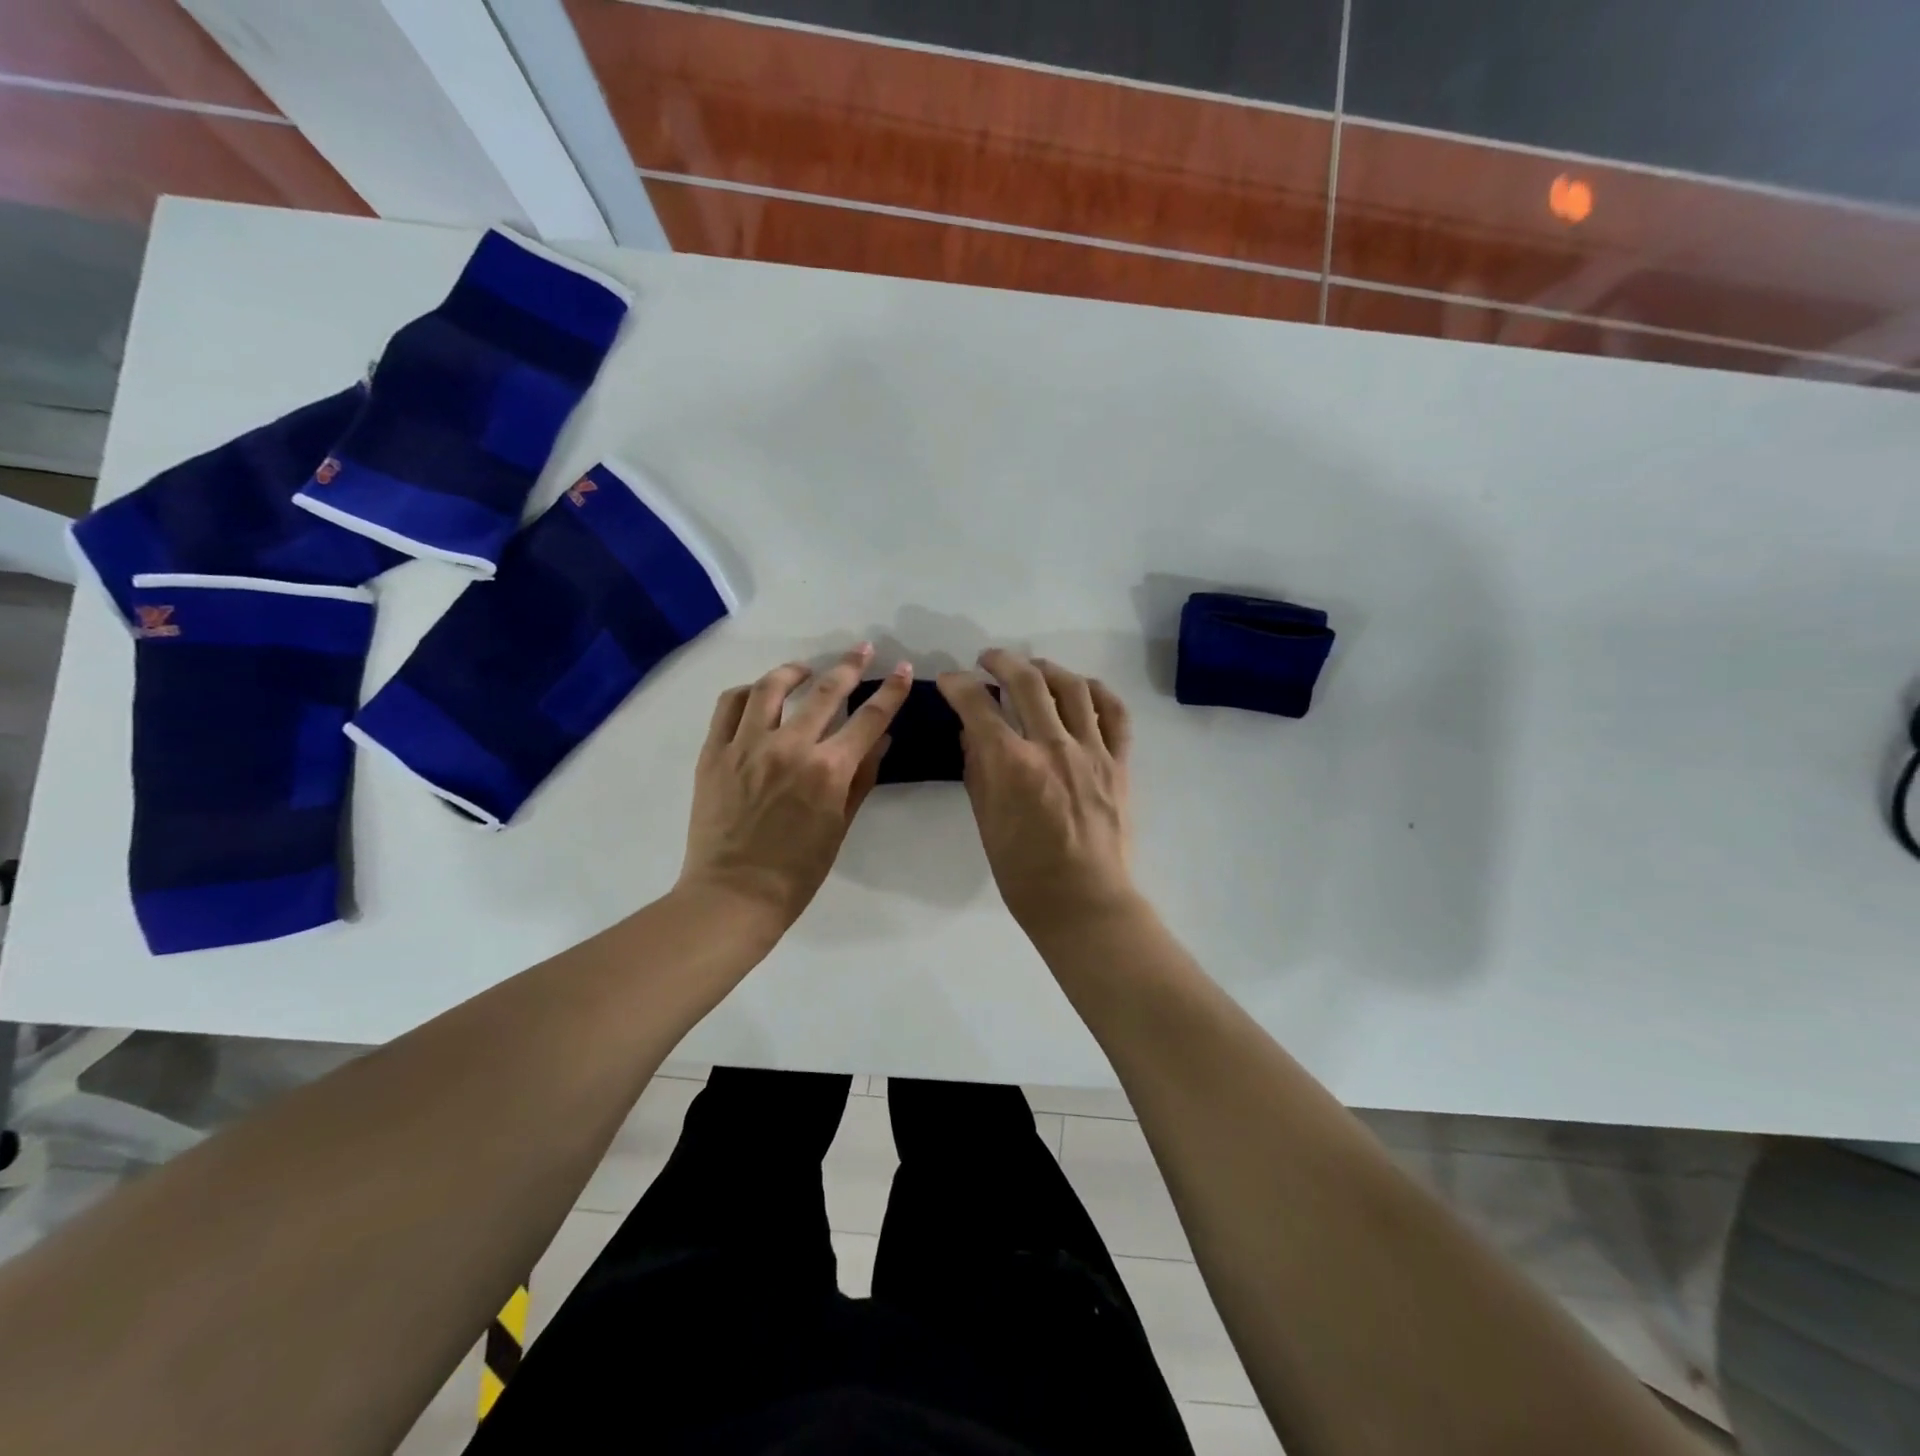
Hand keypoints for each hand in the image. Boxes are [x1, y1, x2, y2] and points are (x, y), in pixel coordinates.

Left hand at [681, 644, 911, 924]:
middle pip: (826, 691)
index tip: (904, 669)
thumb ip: (863, 778)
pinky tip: (759, 694)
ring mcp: (747, 746)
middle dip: (850, 665)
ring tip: (806, 669)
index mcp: (828, 770)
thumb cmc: (798, 871)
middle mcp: (789, 747)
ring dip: (795, 670)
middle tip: (863, 649)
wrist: (734, 894)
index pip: (870, 719)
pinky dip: (748, 692)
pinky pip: (729, 705)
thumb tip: (882, 739)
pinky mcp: (714, 752)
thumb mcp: (841, 825)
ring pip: (771, 687)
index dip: (891, 691)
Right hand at [938, 649, 1136, 938]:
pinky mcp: (1119, 763)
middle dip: (1001, 661)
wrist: (1084, 902)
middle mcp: (1052, 746)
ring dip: (1048, 669)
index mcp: (1012, 764)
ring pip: (1073, 687)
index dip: (957, 685)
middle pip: (1027, 681)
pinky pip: (1115, 714)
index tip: (950, 681)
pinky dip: (1098, 692)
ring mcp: (1092, 751)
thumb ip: (978, 771)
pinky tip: (1083, 689)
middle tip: (988, 660)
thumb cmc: (1024, 873)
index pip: (977, 705)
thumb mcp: (986, 822)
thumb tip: (972, 734)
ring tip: (1034, 669)